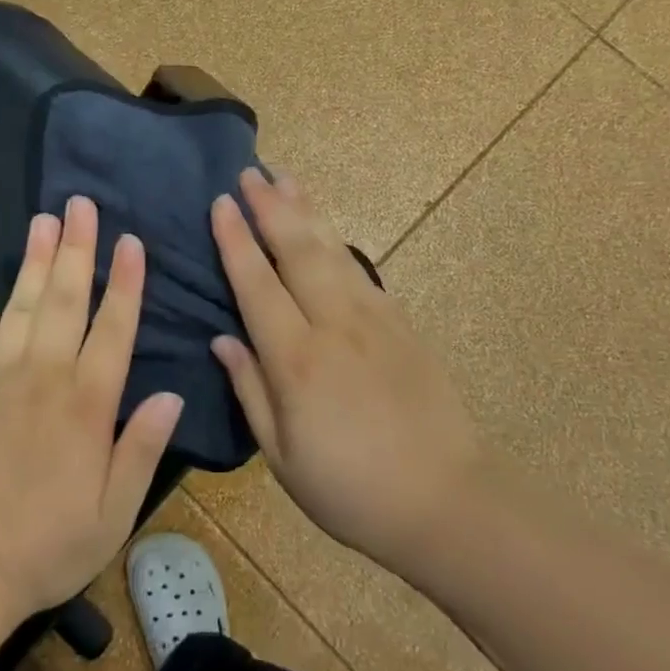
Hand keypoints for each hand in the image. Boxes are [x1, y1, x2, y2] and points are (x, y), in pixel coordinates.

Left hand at [0, 196, 183, 620]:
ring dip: (33, 260)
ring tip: (43, 220)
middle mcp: (44, 376)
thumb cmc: (48, 544)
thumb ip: (142, 447)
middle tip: (80, 204)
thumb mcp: (113, 510)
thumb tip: (173, 394)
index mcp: (86, 403)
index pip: (113, 328)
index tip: (131, 241)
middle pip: (64, 300)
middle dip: (76, 249)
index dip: (125, 283)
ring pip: (20, 306)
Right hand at [210, 169, 479, 574]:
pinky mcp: (400, 323)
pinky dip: (336, 239)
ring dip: (306, 209)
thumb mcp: (283, 457)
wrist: (448, 500)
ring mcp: (373, 318)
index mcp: (297, 360)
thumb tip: (222, 339)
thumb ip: (250, 390)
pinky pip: (359, 268)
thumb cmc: (352, 489)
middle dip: (271, 206)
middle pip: (297, 250)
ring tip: (285, 177)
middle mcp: (334, 325)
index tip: (221, 202)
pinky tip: (326, 228)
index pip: (257, 284)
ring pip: (332, 249)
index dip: (236, 240)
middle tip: (251, 170)